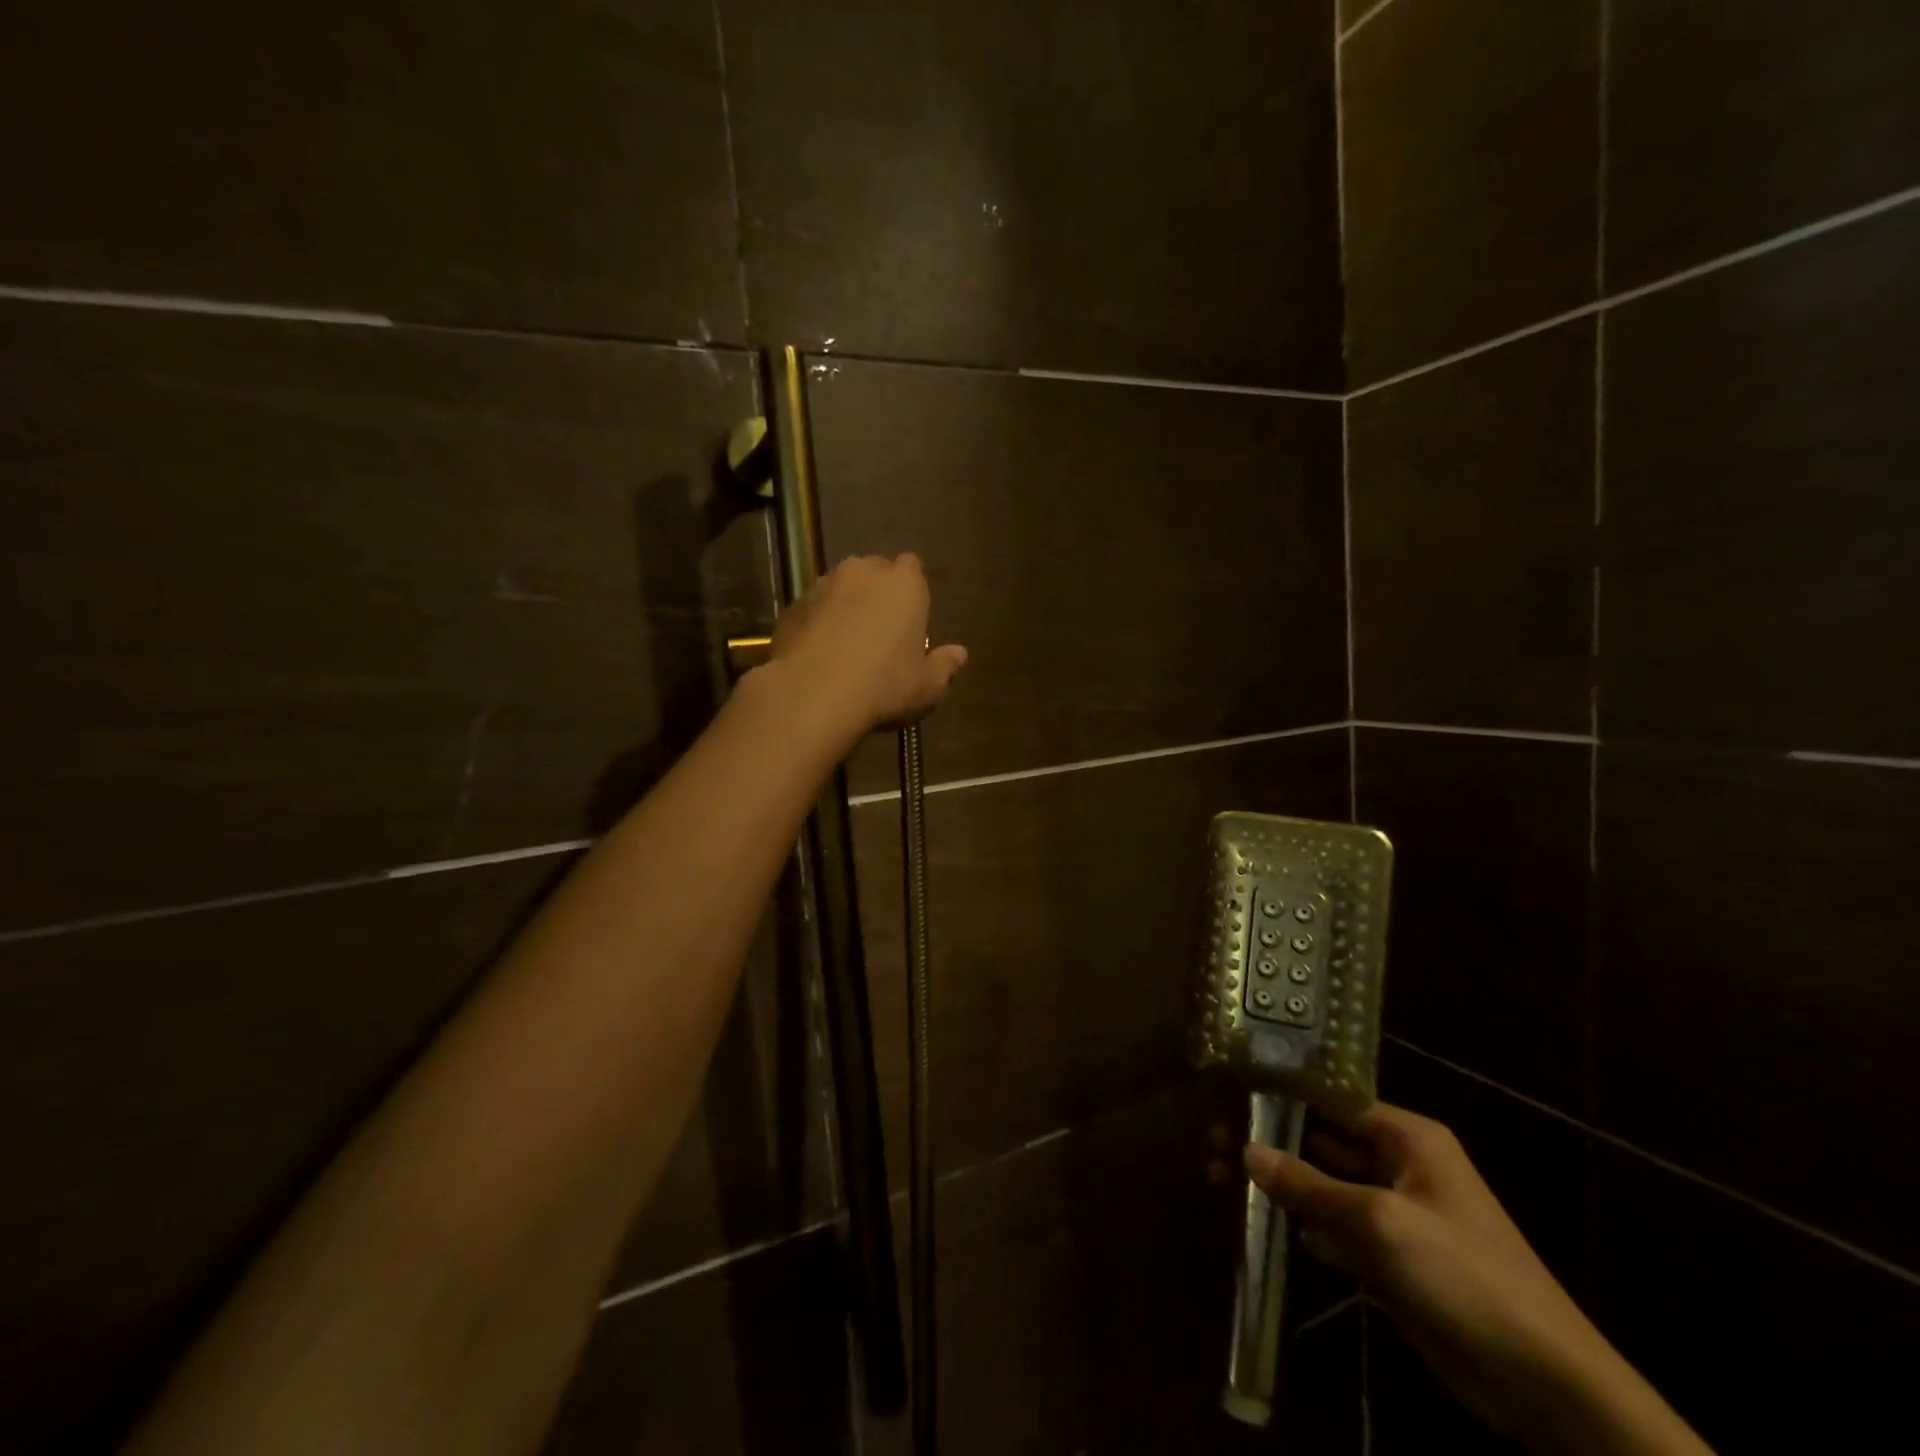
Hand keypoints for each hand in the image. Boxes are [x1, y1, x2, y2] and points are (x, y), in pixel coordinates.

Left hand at [762, 554, 967, 741]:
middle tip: (880, 632)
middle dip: (878, 593)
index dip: (911, 590)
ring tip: (846, 644)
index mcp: (904, 584)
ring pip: (840, 587)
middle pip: (875, 572)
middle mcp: (863, 572)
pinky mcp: (792, 606)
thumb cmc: (883, 687)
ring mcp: (823, 585)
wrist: (812, 696)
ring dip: (846, 606)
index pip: (913, 567)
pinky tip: (819, 655)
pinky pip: (813, 609)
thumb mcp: (926, 687)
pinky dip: (818, 623)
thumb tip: (959, 653)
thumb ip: (945, 666)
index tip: (910, 618)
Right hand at [1243, 1103, 1710, 1455]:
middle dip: (1270, 1140)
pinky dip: (1303, 1223)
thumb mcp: (1380, 1223)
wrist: (1546, 1387)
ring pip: (1324, 1184)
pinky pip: (1336, 1227)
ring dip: (1280, 1183)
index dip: (1279, 1095)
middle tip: (1211, 1143)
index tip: (1227, 1096)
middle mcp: (1400, 1164)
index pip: (1330, 1098)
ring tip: (1220, 1177)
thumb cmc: (1465, 1276)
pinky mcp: (1393, 1259)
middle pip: (1321, 1140)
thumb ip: (1309, 1186)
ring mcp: (1396, 1213)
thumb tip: (1245, 1151)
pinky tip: (1263, 1223)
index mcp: (1407, 1137)